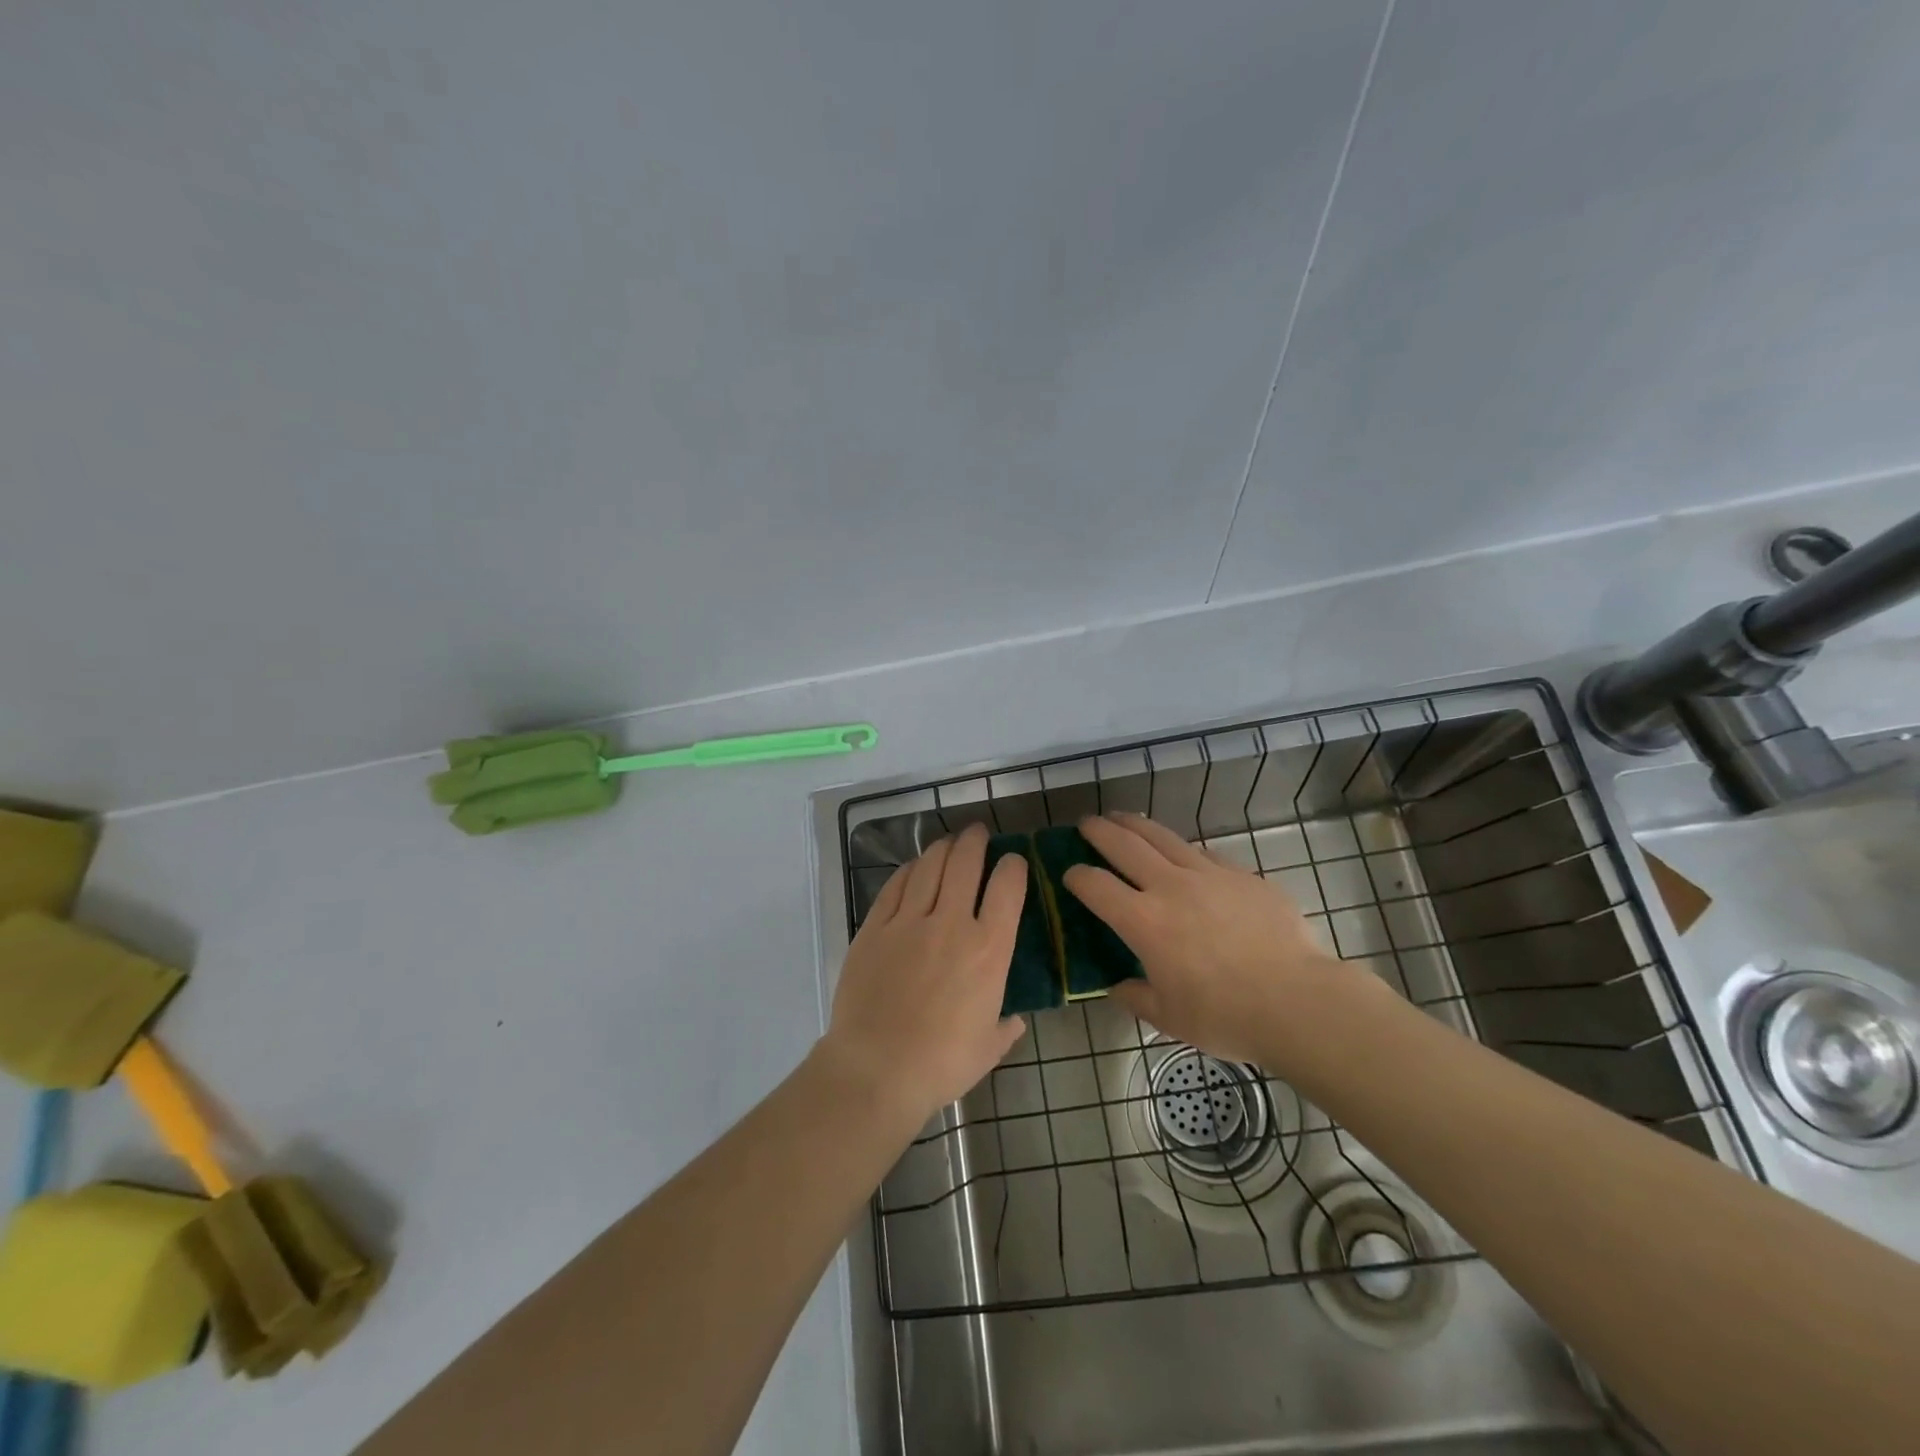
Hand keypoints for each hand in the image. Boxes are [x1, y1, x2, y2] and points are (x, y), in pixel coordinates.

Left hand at [820, 823, 1027, 1125]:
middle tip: (978, 834)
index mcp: (988, 951)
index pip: (1008, 888)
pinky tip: (914, 867)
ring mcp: (909, 922)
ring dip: (943, 848)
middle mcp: (952, 924)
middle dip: (975, 841)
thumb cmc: (942, 1063)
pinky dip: (909, 870)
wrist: (876, 1069)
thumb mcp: (989, 1048)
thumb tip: (1014, 1018)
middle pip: (966, 863)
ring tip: (949, 842)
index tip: (1013, 861)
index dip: (1013, 866)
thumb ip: (1006, 1027)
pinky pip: (895, 886)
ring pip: (929, 866)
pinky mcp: (874, 927)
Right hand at [1063, 813, 1357, 1066]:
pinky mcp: (1242, 875)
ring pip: (1163, 837)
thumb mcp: (1170, 1019)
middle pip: (1125, 845)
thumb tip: (1119, 987)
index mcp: (1144, 922)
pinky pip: (1203, 853)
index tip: (1069, 874)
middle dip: (1100, 831)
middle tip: (1086, 824)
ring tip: (1123, 818)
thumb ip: (1136, 998)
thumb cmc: (1226, 1016)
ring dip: (1137, 825)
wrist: (1298, 1002)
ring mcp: (1209, 875)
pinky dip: (1182, 848)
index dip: (1076, 876)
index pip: (1096, 885)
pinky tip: (1182, 852)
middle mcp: (1170, 887)